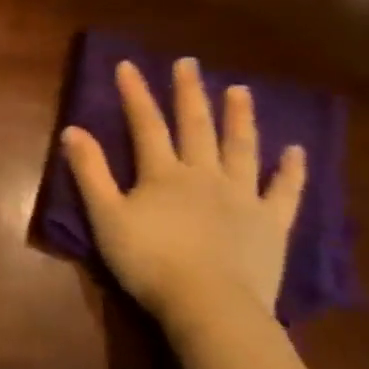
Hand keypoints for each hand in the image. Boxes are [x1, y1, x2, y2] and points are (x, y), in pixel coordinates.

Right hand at [59, 57, 306, 339]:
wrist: (209, 304)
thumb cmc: (149, 261)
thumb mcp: (106, 216)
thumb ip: (90, 172)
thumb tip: (73, 129)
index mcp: (163, 173)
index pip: (146, 124)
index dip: (135, 94)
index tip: (127, 65)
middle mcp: (204, 175)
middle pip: (196, 126)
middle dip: (189, 93)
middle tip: (189, 63)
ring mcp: (242, 197)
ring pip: (241, 149)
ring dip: (239, 118)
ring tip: (239, 90)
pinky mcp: (271, 224)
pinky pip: (284, 191)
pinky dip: (290, 170)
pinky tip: (295, 151)